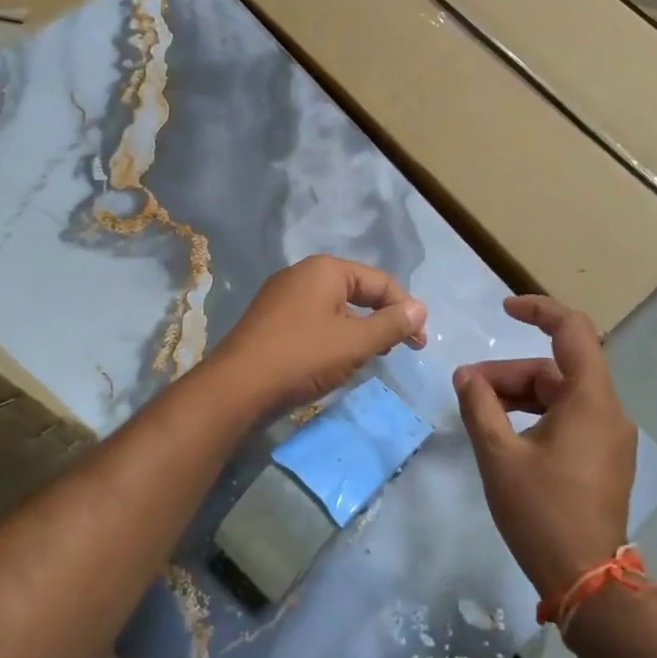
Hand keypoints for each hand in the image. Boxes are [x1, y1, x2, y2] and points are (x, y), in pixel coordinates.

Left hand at [206, 255, 427, 416]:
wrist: (237, 387)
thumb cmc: (302, 357)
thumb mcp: (355, 342)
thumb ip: (391, 325)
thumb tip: (420, 309)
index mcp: (325, 270)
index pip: (379, 281)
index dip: (405, 309)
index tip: (420, 342)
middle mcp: (302, 275)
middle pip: (357, 291)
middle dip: (382, 319)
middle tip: (399, 349)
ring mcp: (282, 298)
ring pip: (335, 309)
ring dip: (358, 331)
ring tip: (369, 358)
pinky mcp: (271, 322)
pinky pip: (314, 322)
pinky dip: (333, 338)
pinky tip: (336, 362)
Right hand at [454, 296, 636, 603]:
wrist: (586, 580)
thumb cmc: (541, 512)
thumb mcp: (499, 455)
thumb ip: (479, 406)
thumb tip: (466, 376)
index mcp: (590, 400)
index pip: (573, 330)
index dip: (539, 310)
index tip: (504, 311)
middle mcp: (609, 411)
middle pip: (557, 369)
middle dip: (510, 373)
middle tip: (467, 388)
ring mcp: (610, 437)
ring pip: (561, 395)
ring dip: (520, 395)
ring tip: (480, 411)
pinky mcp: (605, 458)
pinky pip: (570, 418)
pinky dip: (537, 415)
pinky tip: (506, 433)